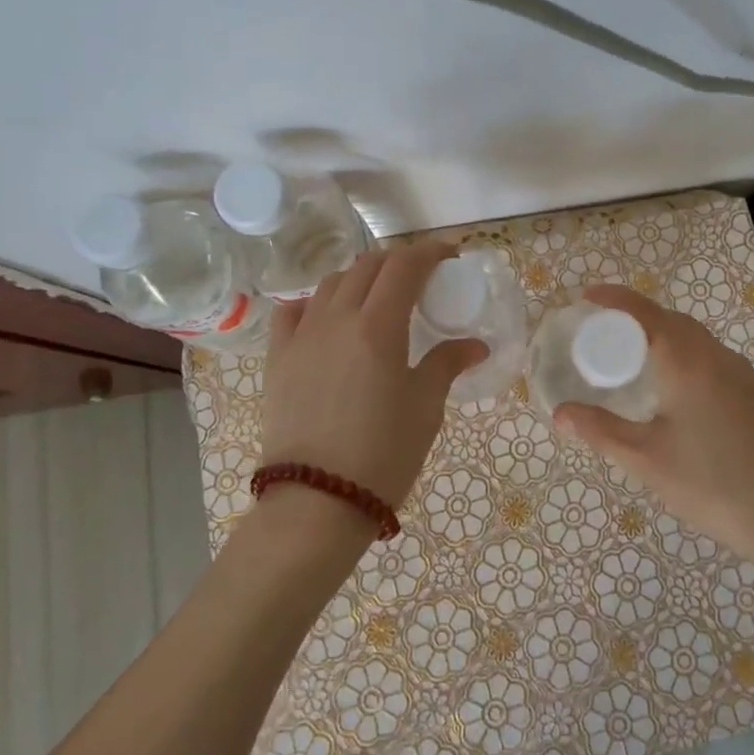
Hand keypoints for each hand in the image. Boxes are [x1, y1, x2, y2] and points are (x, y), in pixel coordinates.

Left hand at [260, 239, 487, 512]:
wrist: (316, 502)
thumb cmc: (382, 454)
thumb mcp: (425, 407)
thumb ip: (446, 364)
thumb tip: (475, 344)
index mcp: (378, 326)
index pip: (404, 266)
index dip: (430, 252)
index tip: (449, 256)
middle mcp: (336, 318)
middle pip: (368, 266)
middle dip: (399, 261)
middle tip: (421, 278)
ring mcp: (301, 336)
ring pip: (331, 283)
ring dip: (360, 277)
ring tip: (378, 298)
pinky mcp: (278, 358)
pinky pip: (293, 312)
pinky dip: (316, 302)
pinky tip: (328, 318)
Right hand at [553, 286, 753, 593]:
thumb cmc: (713, 485)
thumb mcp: (647, 460)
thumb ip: (601, 431)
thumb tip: (560, 412)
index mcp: (688, 363)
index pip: (646, 313)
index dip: (616, 299)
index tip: (589, 296)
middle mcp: (718, 358)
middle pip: (673, 321)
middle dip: (639, 317)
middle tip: (607, 332)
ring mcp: (744, 376)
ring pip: (698, 340)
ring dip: (665, 336)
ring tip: (637, 358)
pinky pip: (714, 359)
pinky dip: (687, 357)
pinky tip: (678, 391)